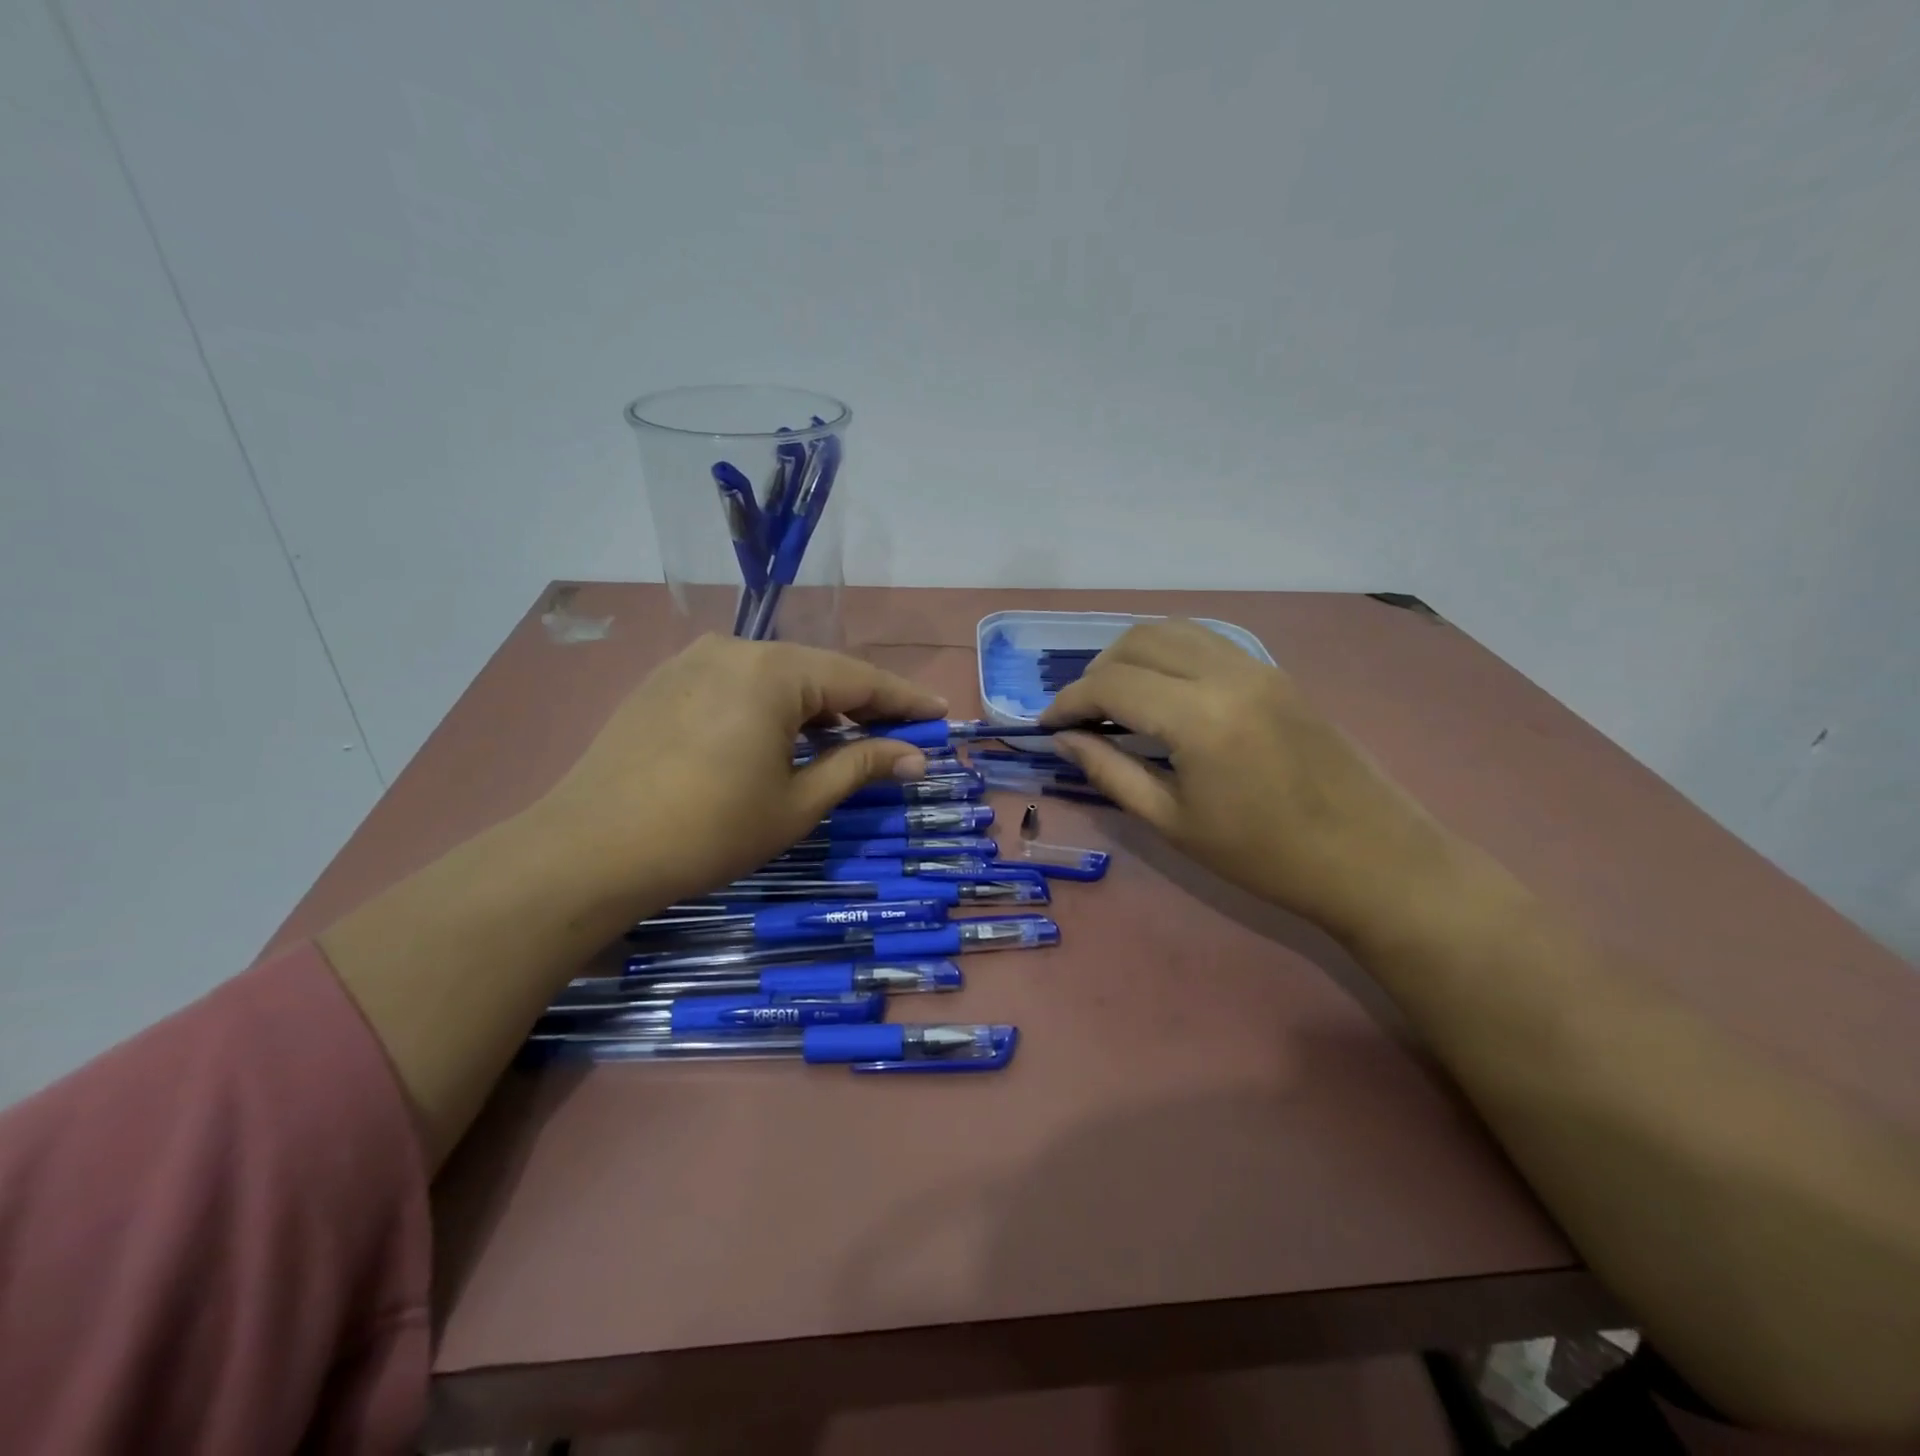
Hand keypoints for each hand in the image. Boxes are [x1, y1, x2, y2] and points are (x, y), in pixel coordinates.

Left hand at [539, 635, 946, 912]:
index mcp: (773, 671)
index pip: (859, 678)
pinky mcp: (664, 682)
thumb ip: (860, 766)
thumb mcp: (797, 803)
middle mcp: (734, 648)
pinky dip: (772, 707)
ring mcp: (692, 661)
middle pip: (817, 672)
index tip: (940, 714)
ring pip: (776, 677)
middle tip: (900, 733)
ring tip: (845, 740)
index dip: (904, 699)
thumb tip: (915, 757)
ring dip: (815, 707)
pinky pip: (738, 684)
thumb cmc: (708, 830)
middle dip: (861, 704)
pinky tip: (781, 738)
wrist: (589, 851)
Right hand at [1040, 619, 1458, 943]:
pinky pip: (1206, 640)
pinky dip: (1168, 652)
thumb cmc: (1264, 856)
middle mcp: (1226, 673)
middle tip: (1080, 716)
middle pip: (1137, 641)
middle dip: (1096, 672)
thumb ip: (1111, 772)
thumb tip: (1065, 740)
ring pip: (1173, 629)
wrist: (1371, 858)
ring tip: (1115, 698)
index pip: (1111, 684)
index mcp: (1199, 717)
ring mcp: (1257, 666)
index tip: (1047, 726)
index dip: (1068, 701)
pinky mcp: (1275, 672)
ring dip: (1131, 654)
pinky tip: (1162, 690)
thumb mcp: (1173, 823)